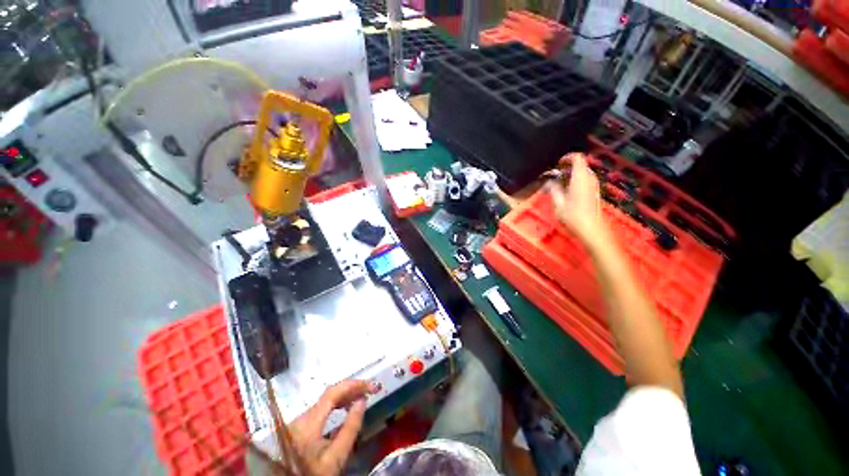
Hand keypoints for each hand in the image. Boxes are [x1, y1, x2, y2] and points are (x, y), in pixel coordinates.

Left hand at [289, 380, 374, 475]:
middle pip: (329, 394)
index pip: (332, 393)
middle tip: (371, 389)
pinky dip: (336, 403)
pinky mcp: (299, 426)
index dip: (353, 385)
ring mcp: (298, 421)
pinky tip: (346, 406)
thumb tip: (362, 400)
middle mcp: (301, 417)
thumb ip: (350, 428)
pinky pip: (321, 408)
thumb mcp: (336, 458)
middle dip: (352, 389)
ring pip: (325, 400)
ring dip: (345, 395)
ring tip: (362, 395)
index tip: (371, 385)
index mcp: (308, 424)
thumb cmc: (315, 475)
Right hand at [548, 153, 605, 242]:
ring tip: (560, 184)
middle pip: (581, 165)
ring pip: (584, 173)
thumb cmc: (574, 217)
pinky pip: (586, 181)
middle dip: (568, 167)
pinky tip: (568, 192)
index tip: (558, 164)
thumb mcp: (558, 204)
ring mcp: (594, 186)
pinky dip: (577, 181)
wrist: (592, 230)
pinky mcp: (595, 193)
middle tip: (556, 175)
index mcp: (580, 179)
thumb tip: (551, 182)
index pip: (578, 158)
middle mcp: (590, 179)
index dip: (568, 157)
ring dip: (572, 175)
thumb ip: (554, 190)